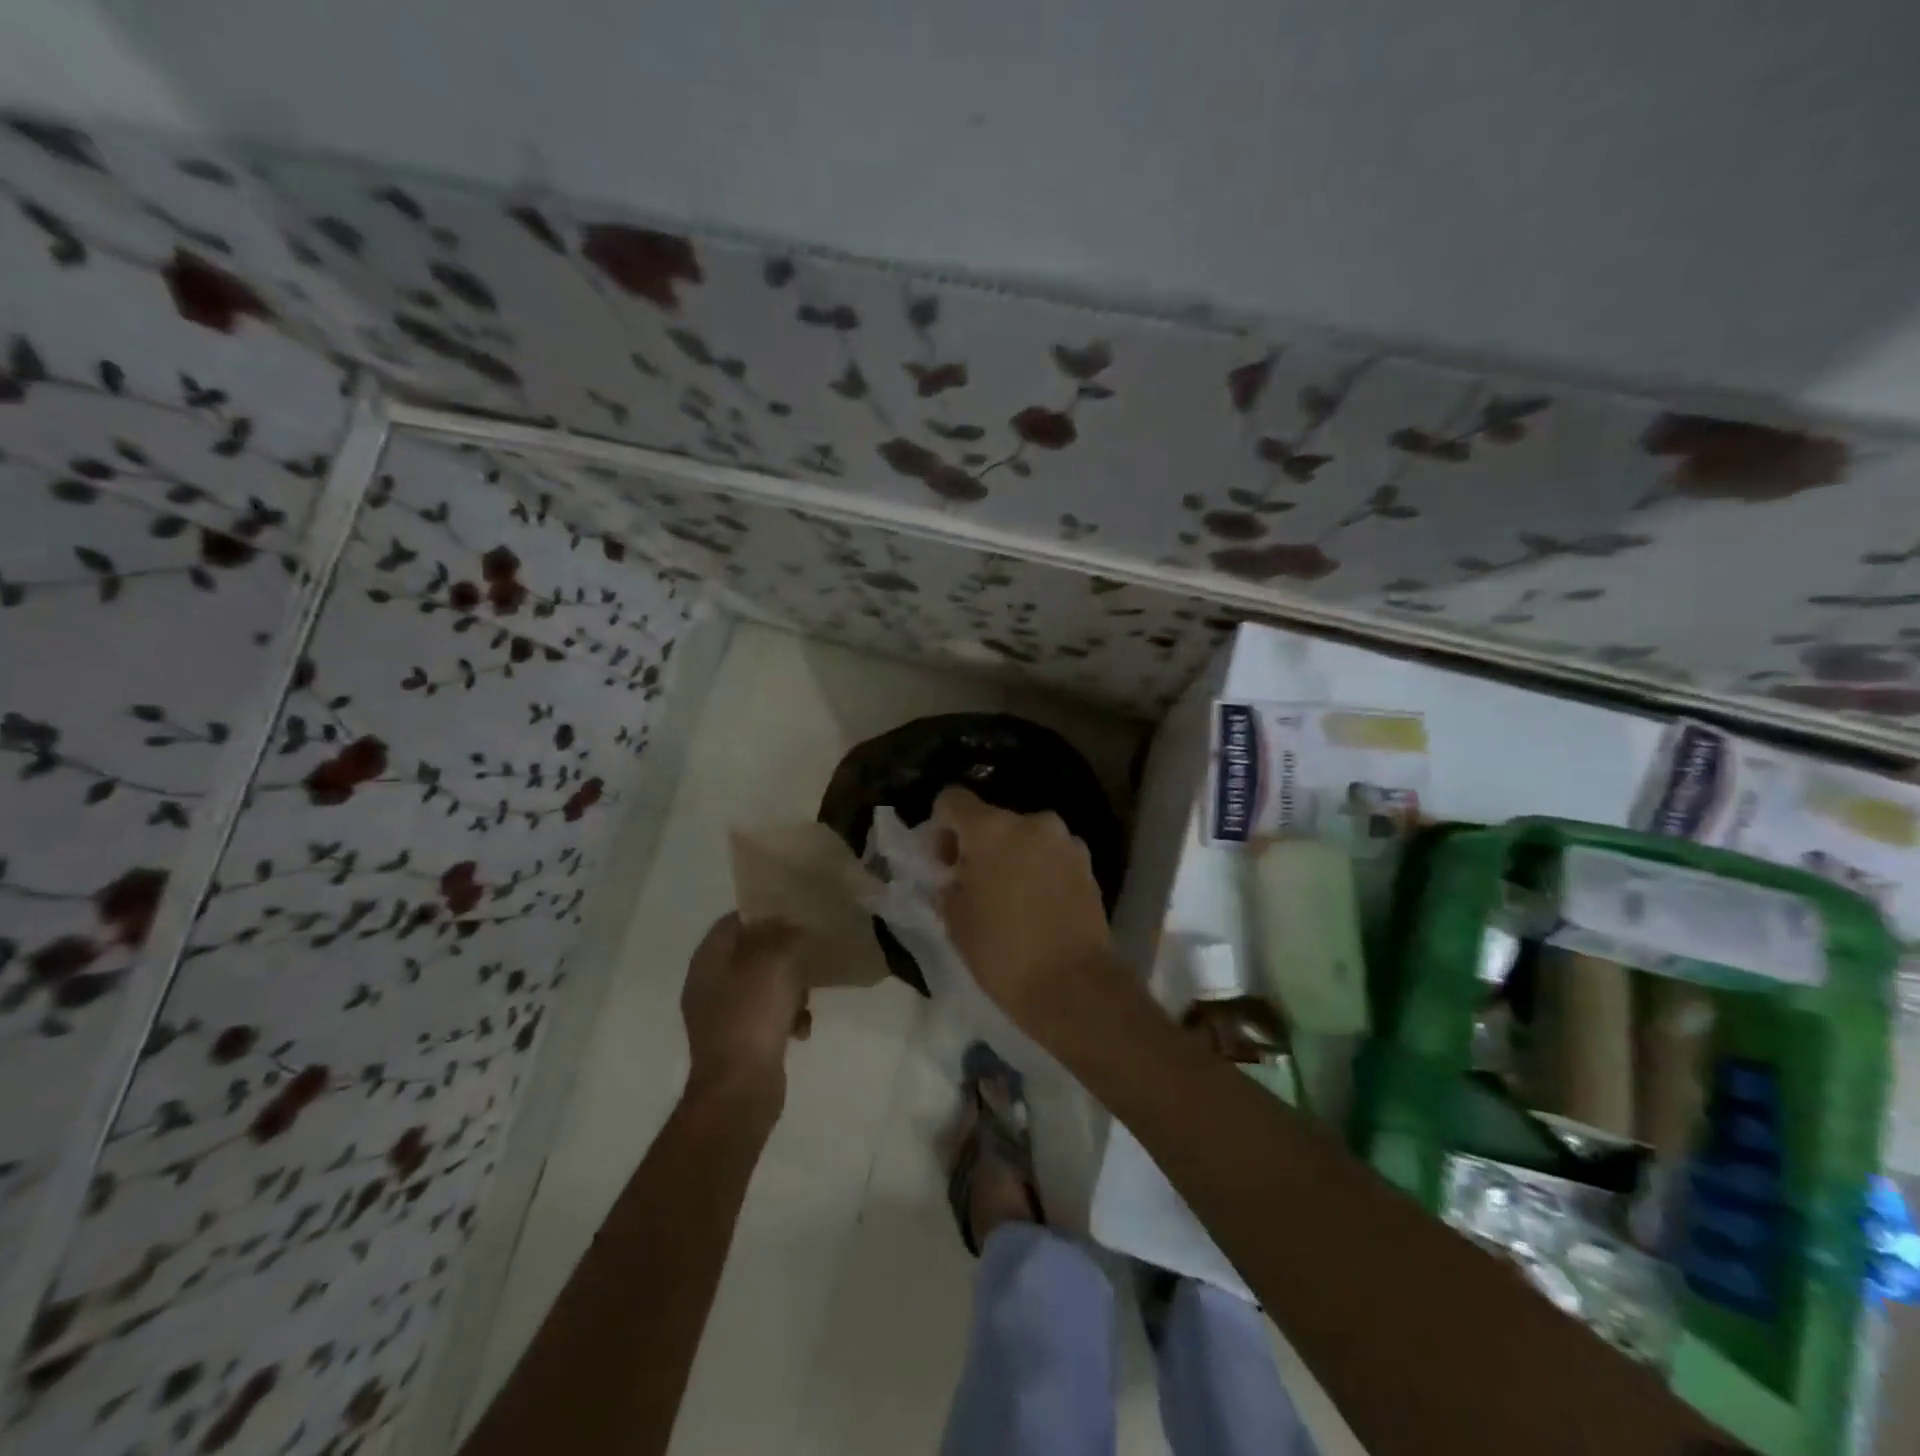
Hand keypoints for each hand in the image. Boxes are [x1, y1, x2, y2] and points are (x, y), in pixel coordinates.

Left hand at [681, 913, 808, 1103]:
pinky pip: (766, 1015)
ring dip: (789, 987)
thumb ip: (785, 936)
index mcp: (708, 960)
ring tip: (807, 999)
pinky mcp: (738, 1041)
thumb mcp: (774, 964)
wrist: (739, 1090)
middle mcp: (709, 984)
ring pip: (762, 985)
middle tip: (808, 953)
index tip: (794, 914)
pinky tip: (802, 1029)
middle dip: (782, 954)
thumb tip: (793, 927)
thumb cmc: (752, 1016)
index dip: (762, 914)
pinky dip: (786, 1017)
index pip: (732, 921)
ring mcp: (722, 1015)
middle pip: (749, 953)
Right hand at [930, 788, 1113, 1028]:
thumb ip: (949, 884)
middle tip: (974, 885)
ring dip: (1011, 856)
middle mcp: (1031, 822)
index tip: (944, 864)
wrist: (1074, 987)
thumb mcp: (955, 919)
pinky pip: (1050, 855)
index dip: (941, 828)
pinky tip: (1037, 906)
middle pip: (991, 819)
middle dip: (978, 845)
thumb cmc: (1002, 953)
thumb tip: (956, 875)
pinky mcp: (1087, 864)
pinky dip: (1038, 869)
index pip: (952, 800)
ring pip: (1024, 837)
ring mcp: (1065, 841)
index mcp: (991, 829)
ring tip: (1009, 898)